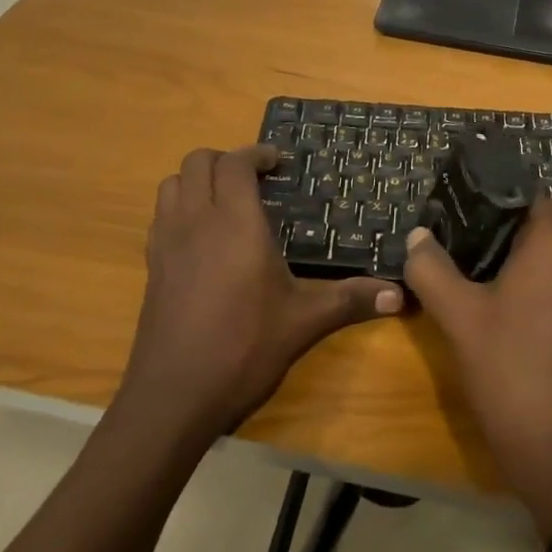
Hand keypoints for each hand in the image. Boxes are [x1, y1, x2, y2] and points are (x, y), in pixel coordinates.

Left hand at [120, 145, 402, 444]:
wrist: (173, 397)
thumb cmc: (243, 349)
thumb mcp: (304, 322)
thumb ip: (351, 300)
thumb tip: (400, 295)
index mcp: (236, 224)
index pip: (235, 163)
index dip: (257, 153)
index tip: (279, 163)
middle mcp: (196, 222)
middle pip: (198, 162)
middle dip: (226, 160)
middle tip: (256, 180)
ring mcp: (167, 243)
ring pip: (172, 184)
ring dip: (198, 180)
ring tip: (227, 202)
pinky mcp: (152, 267)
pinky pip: (161, 216)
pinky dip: (181, 208)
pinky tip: (204, 239)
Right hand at [405, 198, 551, 538]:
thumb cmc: (511, 373)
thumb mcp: (459, 318)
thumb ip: (432, 269)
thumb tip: (418, 236)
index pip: (525, 193)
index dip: (489, 196)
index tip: (456, 209)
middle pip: (542, 218)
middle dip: (503, 224)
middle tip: (460, 240)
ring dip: (522, 252)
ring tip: (476, 268)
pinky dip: (541, 276)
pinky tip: (506, 301)